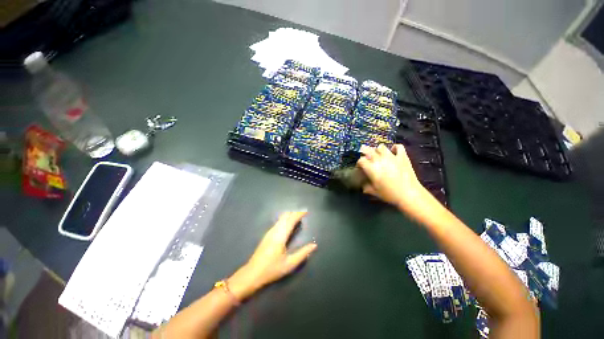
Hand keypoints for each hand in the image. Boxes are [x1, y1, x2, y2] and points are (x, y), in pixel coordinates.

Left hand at [228, 211, 316, 300]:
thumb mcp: (290, 264)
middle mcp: (275, 230)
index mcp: (281, 236)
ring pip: (281, 218)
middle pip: (285, 216)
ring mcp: (269, 232)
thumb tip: (314, 245)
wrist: (252, 274)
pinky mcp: (267, 235)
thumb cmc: (272, 269)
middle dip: (294, 213)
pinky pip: (278, 222)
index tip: (306, 211)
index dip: (299, 214)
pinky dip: (285, 219)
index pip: (291, 220)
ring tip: (297, 217)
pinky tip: (288, 224)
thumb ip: (303, 253)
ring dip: (289, 216)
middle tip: (303, 214)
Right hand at [356, 144, 430, 212]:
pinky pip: (398, 147)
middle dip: (365, 153)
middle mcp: (379, 160)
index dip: (359, 163)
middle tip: (367, 159)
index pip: (361, 160)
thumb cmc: (389, 194)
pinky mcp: (402, 156)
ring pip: (381, 147)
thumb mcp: (374, 192)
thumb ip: (366, 187)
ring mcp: (391, 156)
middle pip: (368, 150)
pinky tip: (393, 151)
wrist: (409, 194)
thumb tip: (362, 185)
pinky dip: (395, 148)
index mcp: (371, 168)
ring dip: (378, 150)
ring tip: (379, 155)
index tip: (360, 167)